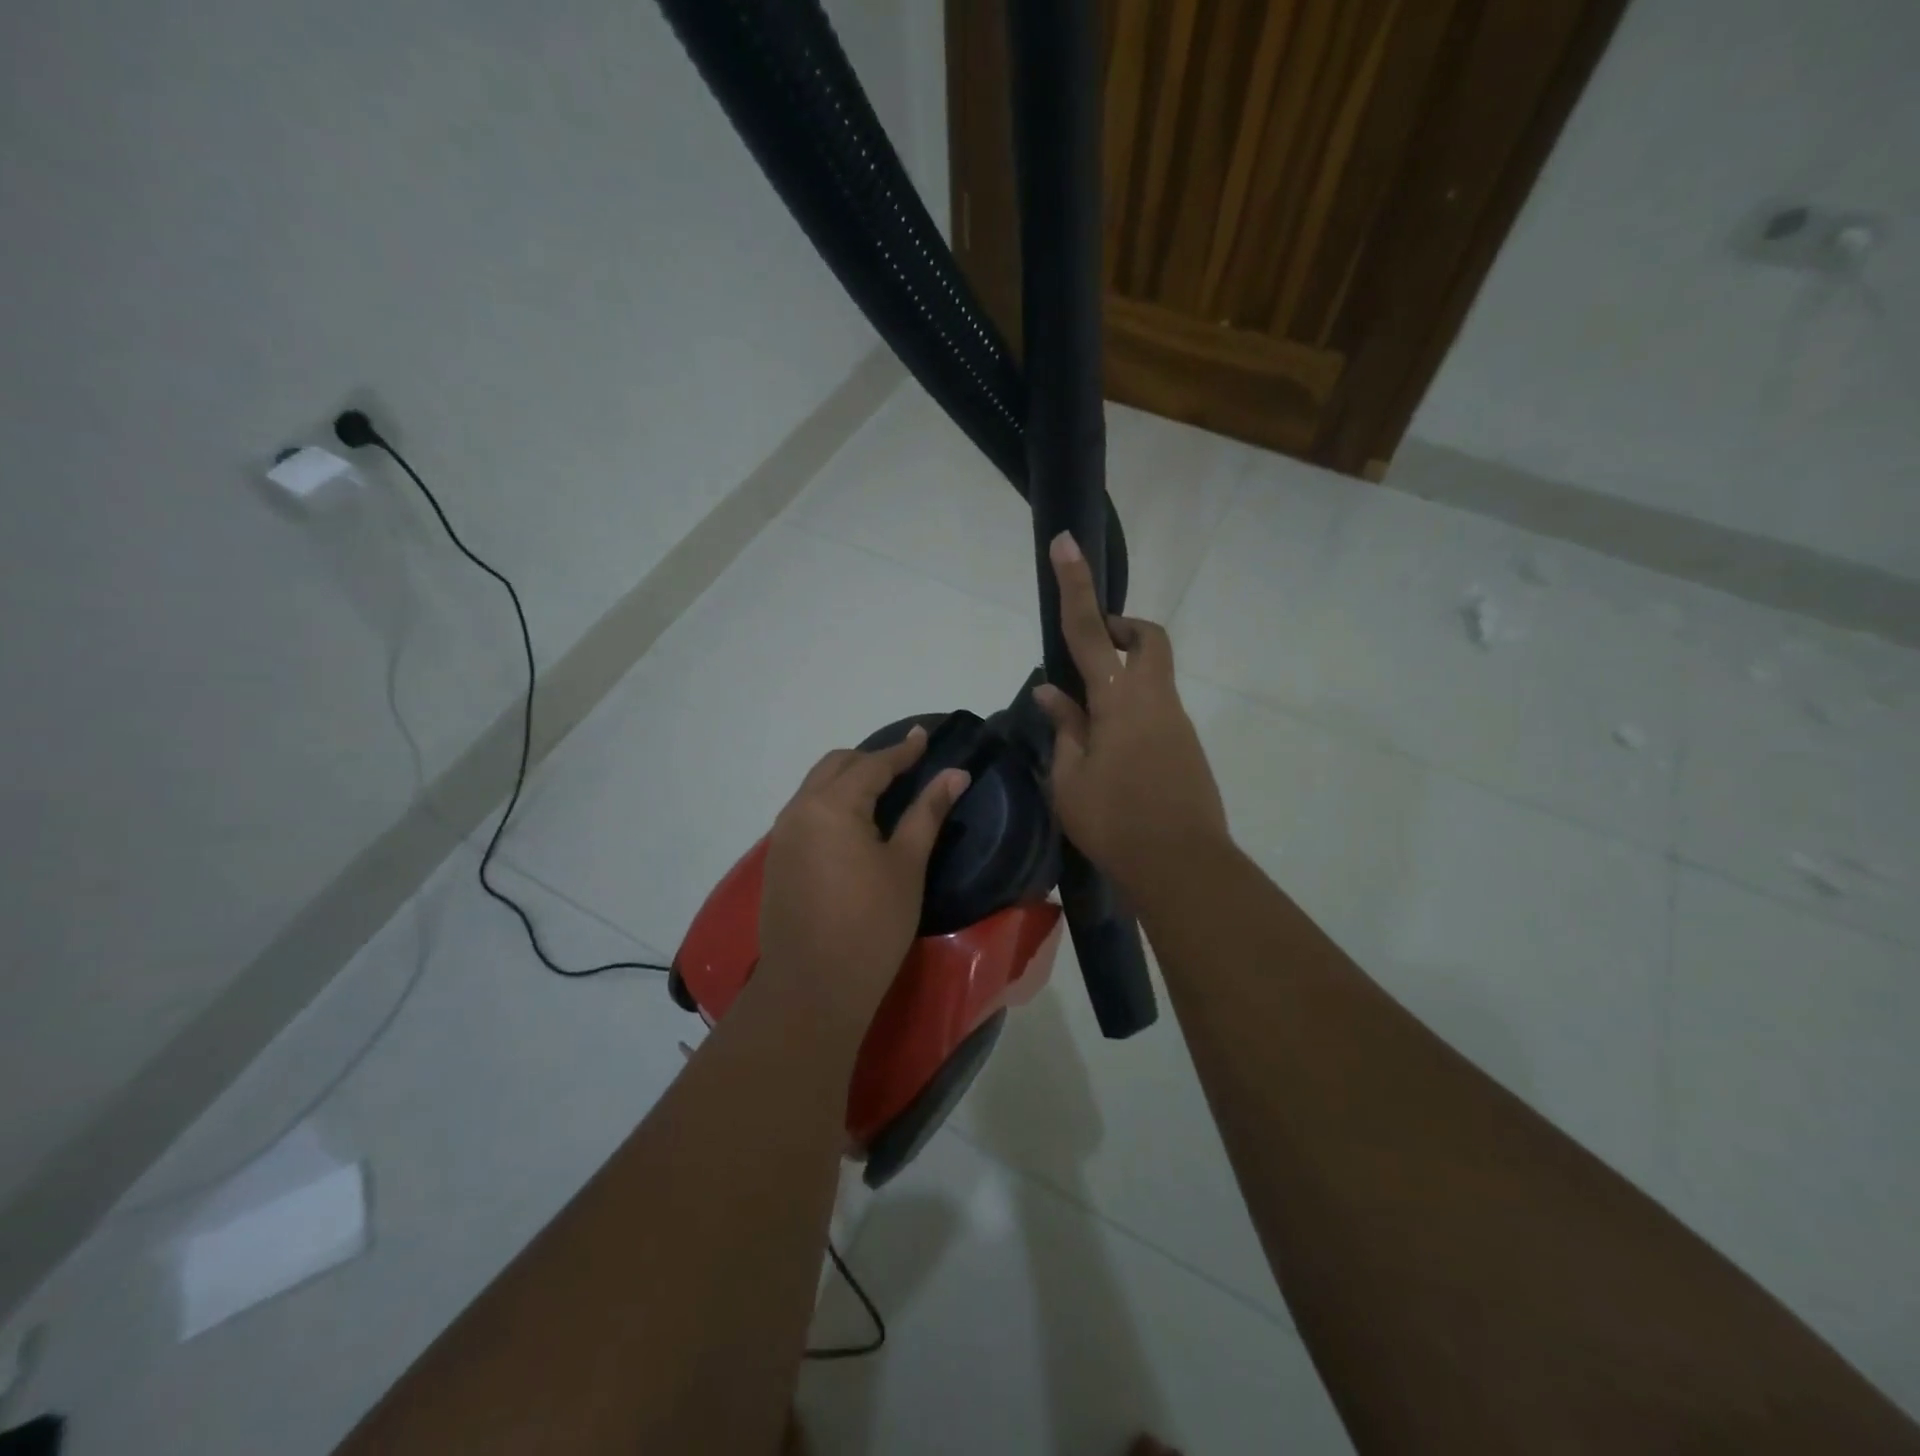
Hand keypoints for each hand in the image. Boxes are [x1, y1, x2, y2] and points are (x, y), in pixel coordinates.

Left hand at [757, 728, 969, 1026]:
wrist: (811, 989)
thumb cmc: (871, 925)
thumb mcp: (907, 865)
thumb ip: (927, 812)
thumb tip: (955, 773)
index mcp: (832, 805)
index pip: (872, 765)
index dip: (902, 751)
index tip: (924, 736)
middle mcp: (799, 810)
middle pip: (836, 766)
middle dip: (871, 760)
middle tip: (907, 766)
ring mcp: (782, 836)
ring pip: (816, 787)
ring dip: (848, 779)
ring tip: (883, 790)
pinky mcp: (777, 860)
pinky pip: (806, 812)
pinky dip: (831, 803)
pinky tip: (854, 824)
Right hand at [1034, 532, 1227, 895]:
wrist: (1182, 867)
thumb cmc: (1114, 822)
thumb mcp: (1070, 778)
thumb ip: (1064, 728)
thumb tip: (1049, 691)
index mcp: (1118, 701)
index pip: (1087, 632)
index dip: (1074, 586)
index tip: (1065, 544)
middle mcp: (1154, 700)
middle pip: (1148, 639)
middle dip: (1122, 628)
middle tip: (1092, 649)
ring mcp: (1177, 722)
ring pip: (1153, 676)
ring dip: (1124, 677)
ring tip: (1088, 722)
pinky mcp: (1188, 746)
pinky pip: (1157, 710)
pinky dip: (1132, 710)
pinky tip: (1111, 753)